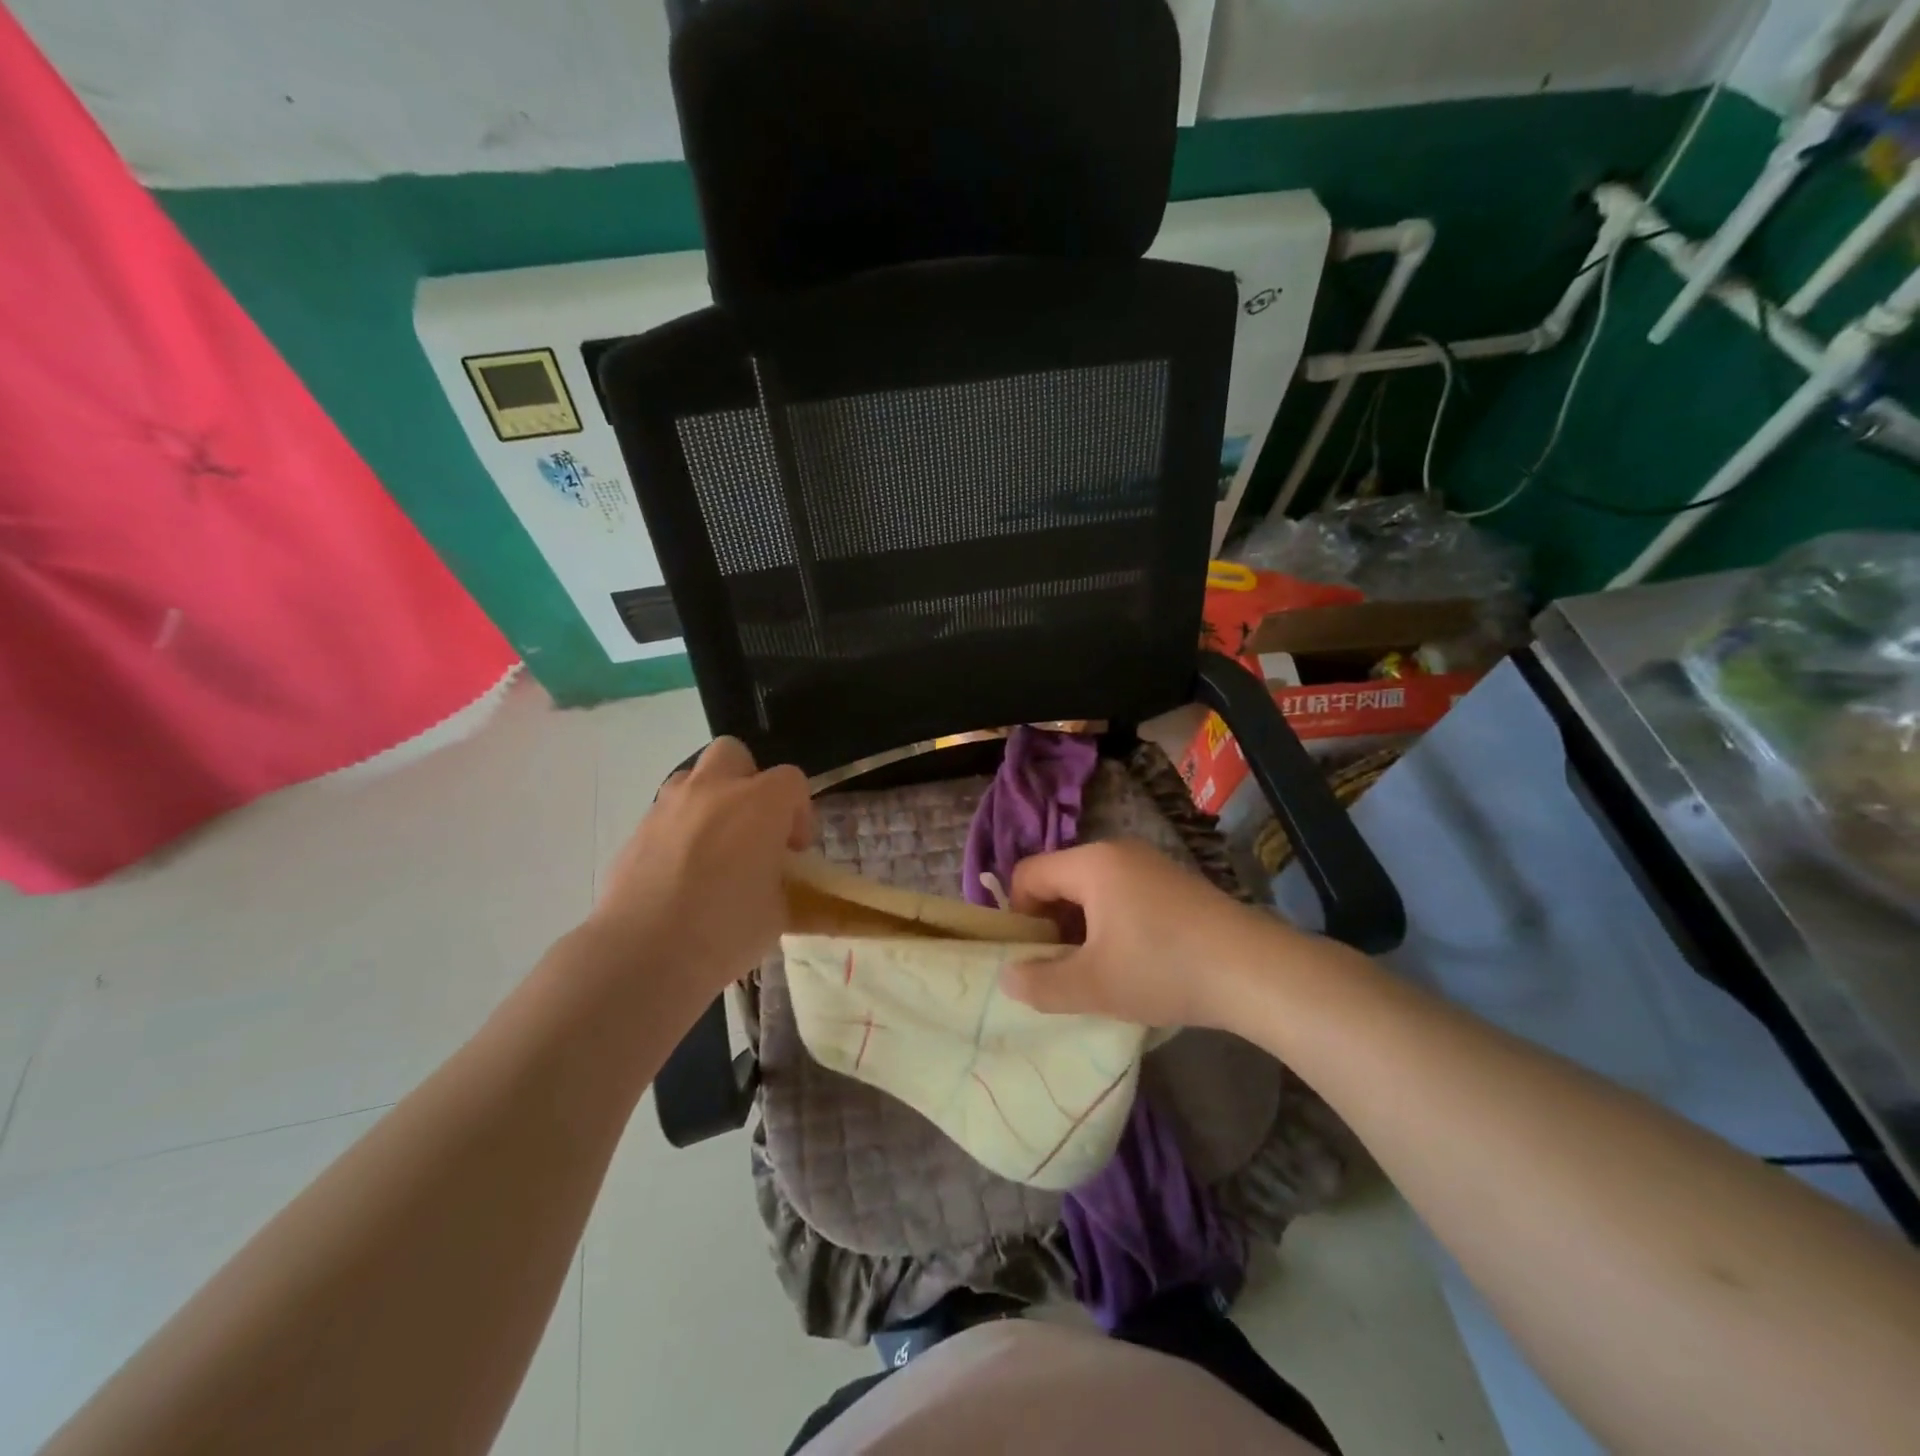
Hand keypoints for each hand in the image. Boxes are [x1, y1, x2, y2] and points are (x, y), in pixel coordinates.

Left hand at [588, 738, 811, 998]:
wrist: (643, 954)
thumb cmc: (726, 929)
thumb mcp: (778, 914)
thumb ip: (788, 888)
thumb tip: (786, 887)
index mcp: (760, 803)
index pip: (792, 781)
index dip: (799, 813)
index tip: (794, 852)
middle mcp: (713, 791)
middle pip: (734, 754)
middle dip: (748, 782)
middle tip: (753, 828)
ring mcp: (668, 806)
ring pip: (693, 778)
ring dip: (710, 801)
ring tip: (715, 849)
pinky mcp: (636, 830)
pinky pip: (666, 814)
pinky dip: (680, 831)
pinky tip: (681, 874)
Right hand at [998, 839, 1292, 1028]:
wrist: (1253, 970)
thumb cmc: (1161, 969)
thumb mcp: (1092, 985)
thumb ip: (1040, 982)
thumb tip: (1007, 976)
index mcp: (1091, 863)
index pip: (1028, 874)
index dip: (1017, 915)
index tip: (1030, 957)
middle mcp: (1118, 851)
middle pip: (1060, 879)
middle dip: (1051, 924)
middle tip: (1062, 969)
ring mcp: (1151, 863)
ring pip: (1093, 889)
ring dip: (1082, 927)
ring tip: (1099, 971)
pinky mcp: (1175, 882)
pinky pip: (1123, 894)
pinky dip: (1113, 923)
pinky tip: (1135, 961)